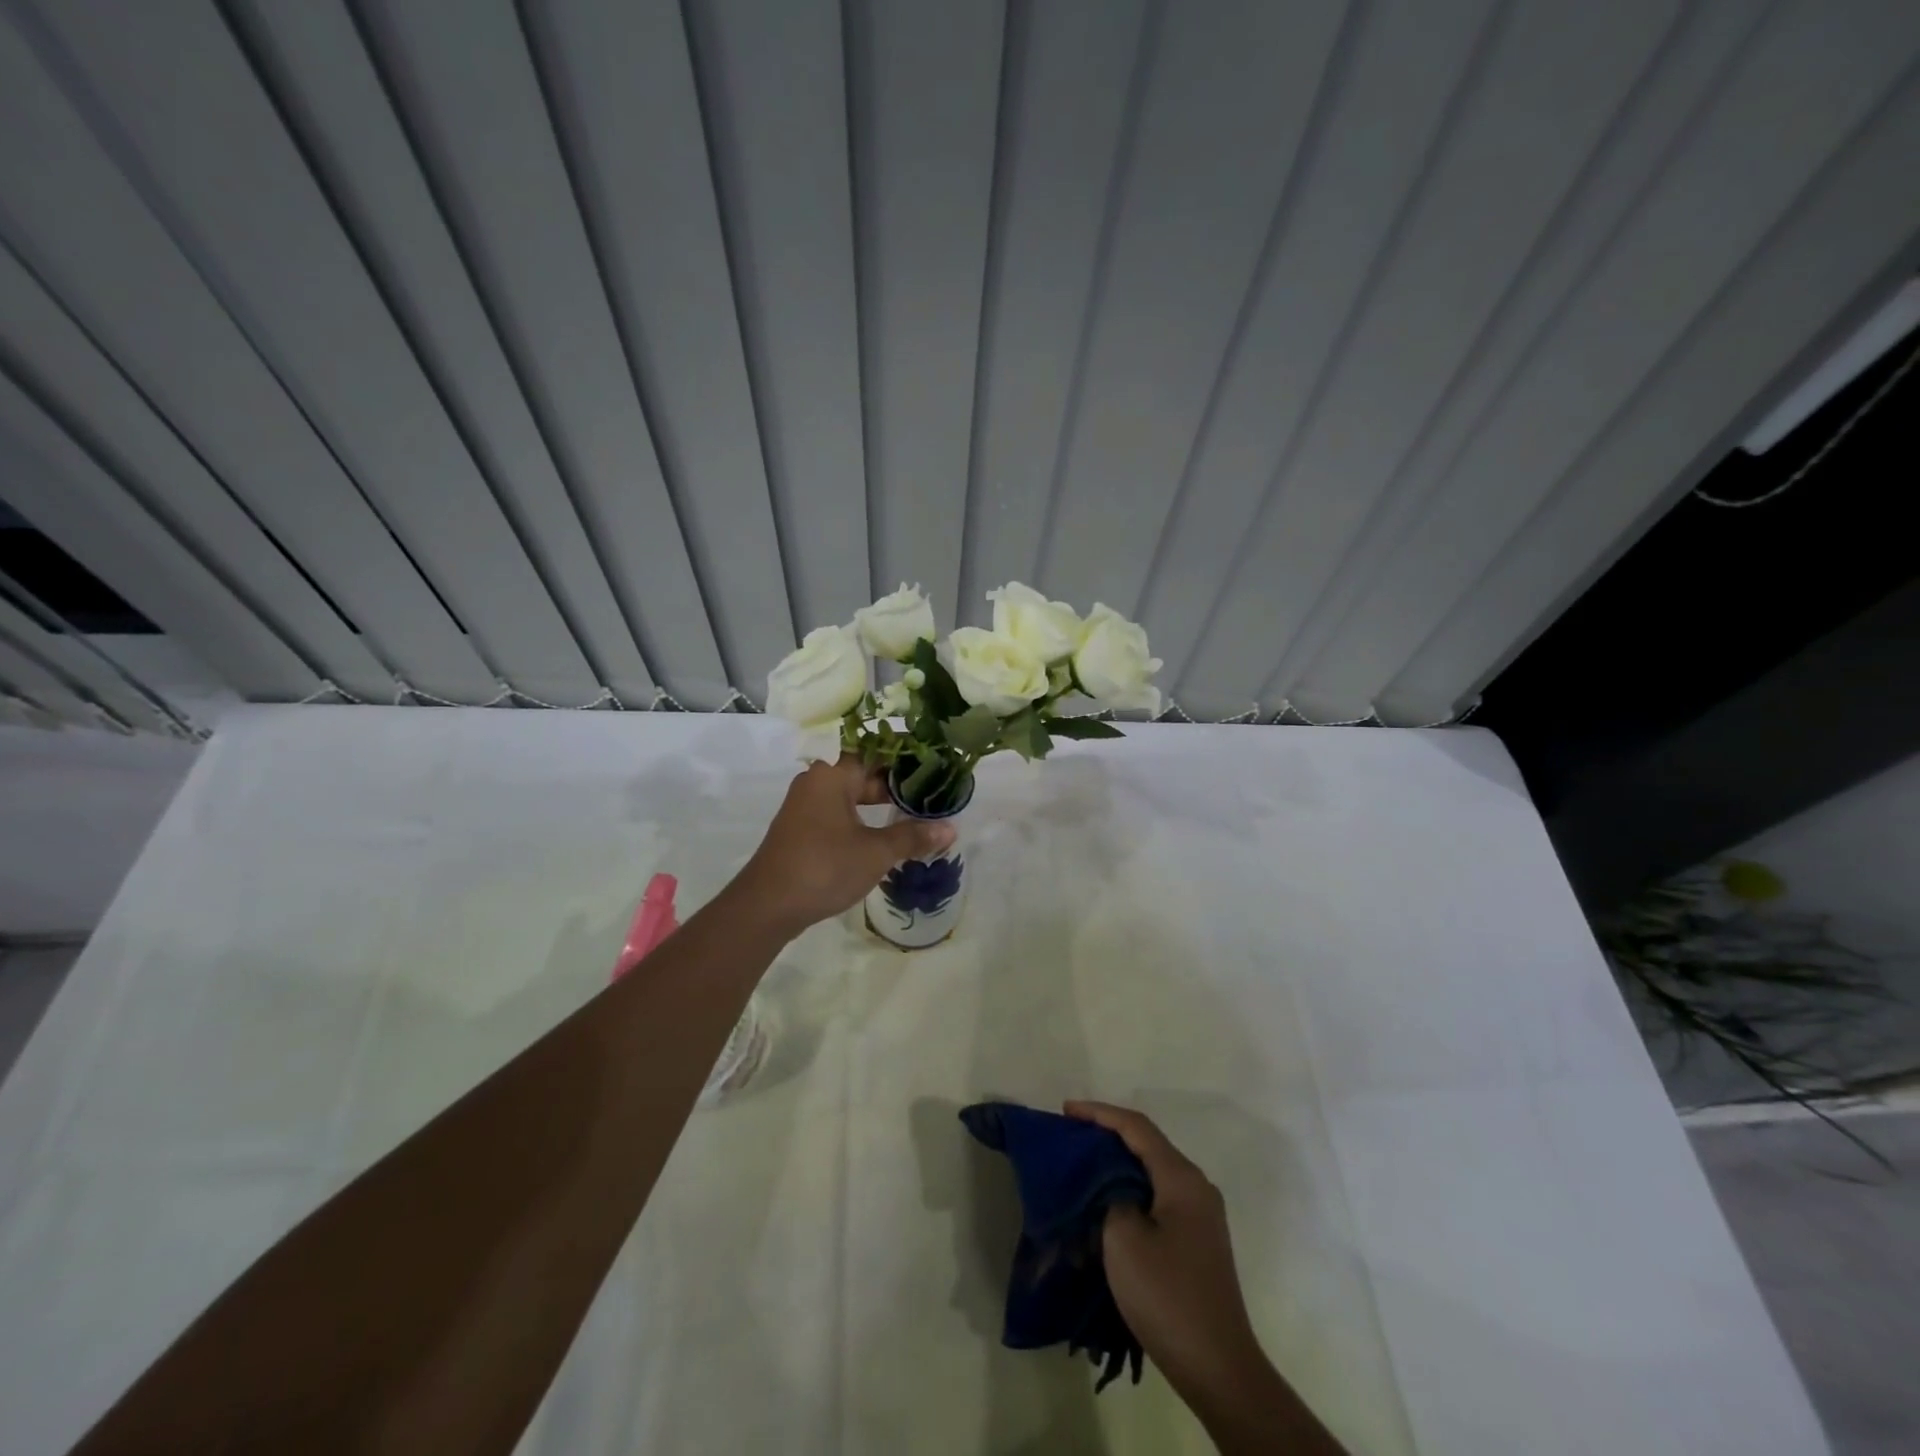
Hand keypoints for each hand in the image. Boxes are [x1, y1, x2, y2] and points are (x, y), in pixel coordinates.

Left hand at [736, 757, 955, 933]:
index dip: (907, 760)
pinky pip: (839, 813)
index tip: (934, 766)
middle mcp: (816, 782)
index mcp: (832, 775)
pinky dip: (862, 819)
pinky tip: (884, 835)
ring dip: (880, 804)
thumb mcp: (876, 852)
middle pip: (863, 774)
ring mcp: (805, 807)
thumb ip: (912, 837)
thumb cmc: (825, 867)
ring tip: (914, 814)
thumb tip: (951, 829)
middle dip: (896, 785)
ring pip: (851, 796)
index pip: (876, 754)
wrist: (768, 906)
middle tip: (931, 794)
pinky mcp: (801, 829)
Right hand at [1064, 1101, 1267, 1401]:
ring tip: (1081, 1168)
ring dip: (1116, 1167)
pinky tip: (1106, 1208)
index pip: (1136, 1127)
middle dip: (1106, 1136)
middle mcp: (1196, 1187)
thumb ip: (1110, 1196)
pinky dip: (1129, 1192)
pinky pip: (1157, 1198)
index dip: (1099, 1113)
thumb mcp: (1124, 1239)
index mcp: (1181, 1178)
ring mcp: (1200, 1215)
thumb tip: (1109, 1186)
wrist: (1219, 1369)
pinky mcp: (1196, 1241)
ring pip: (1151, 1172)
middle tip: (1070, 1137)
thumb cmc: (1167, 1296)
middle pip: (1146, 1145)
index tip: (1065, 1111)